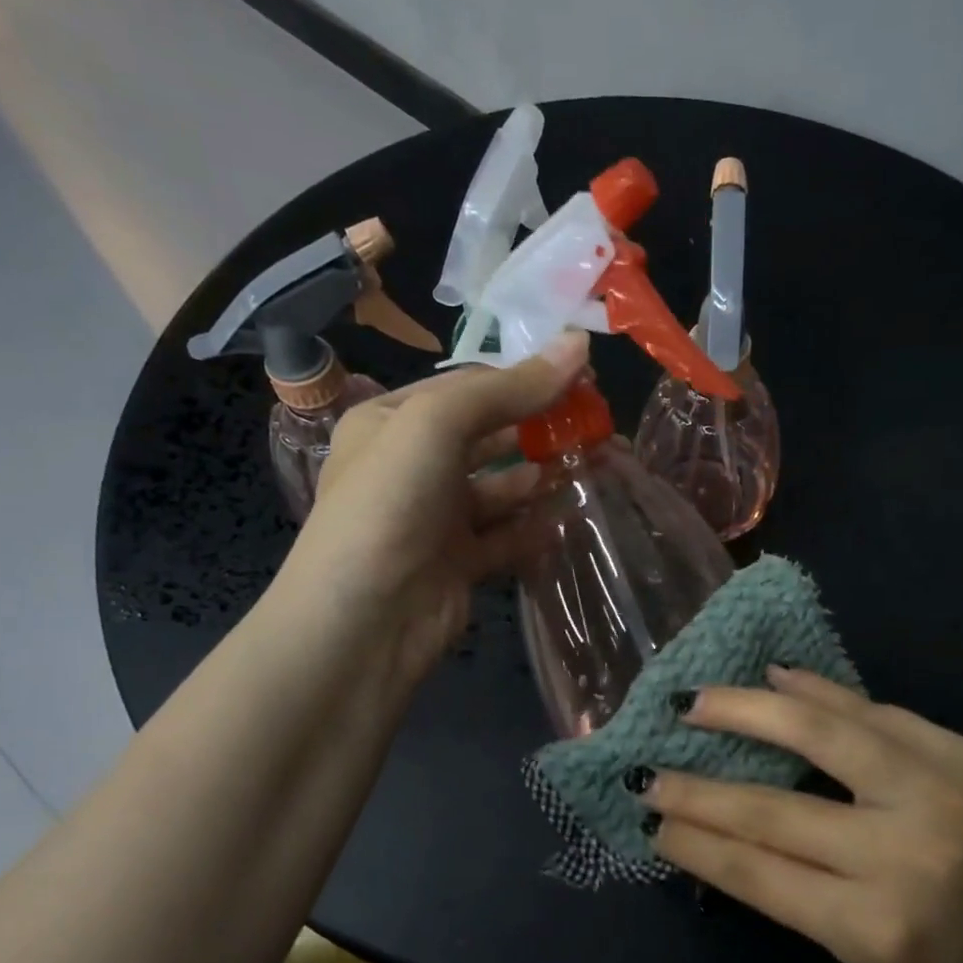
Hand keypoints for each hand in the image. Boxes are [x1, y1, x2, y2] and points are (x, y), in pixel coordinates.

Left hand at [275, 331, 586, 683]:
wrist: (366, 619)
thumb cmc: (391, 503)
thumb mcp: (438, 424)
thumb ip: (510, 387)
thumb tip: (579, 344)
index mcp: (393, 421)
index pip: (469, 389)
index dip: (526, 380)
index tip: (584, 381)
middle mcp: (413, 467)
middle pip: (489, 437)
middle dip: (539, 430)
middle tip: (597, 428)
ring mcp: (437, 519)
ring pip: (502, 489)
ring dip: (542, 479)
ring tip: (593, 468)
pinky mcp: (460, 563)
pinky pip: (507, 536)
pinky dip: (536, 527)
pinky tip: (570, 517)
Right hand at [642, 667, 962, 962]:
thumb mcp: (877, 962)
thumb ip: (803, 894)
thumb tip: (727, 833)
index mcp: (879, 928)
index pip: (759, 872)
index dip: (696, 841)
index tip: (650, 816)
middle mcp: (906, 853)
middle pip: (774, 808)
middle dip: (699, 787)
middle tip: (650, 767)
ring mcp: (942, 790)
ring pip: (821, 733)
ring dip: (748, 711)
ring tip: (696, 700)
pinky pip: (876, 712)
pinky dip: (820, 692)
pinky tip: (779, 677)